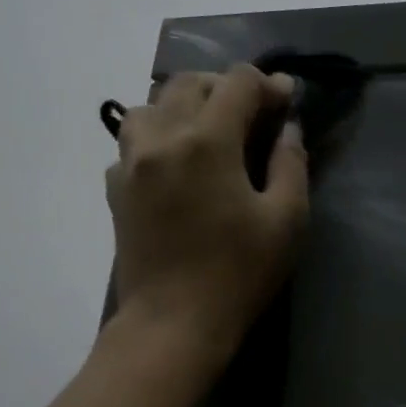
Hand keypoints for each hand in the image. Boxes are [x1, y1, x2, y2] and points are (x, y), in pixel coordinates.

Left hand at [105, 64, 309, 355]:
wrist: (172, 324)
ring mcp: (131, 162)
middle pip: (190, 82)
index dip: (268, 84)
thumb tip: (288, 127)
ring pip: (150, 104)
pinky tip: (175, 163)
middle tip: (251, 113)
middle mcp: (163, 137)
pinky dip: (156, 137)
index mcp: (207, 140)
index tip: (286, 102)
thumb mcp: (286, 219)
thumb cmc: (237, 272)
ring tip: (207, 129)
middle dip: (226, 87)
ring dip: (183, 104)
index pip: (238, 82)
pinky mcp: (115, 188)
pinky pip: (132, 142)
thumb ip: (291, 162)